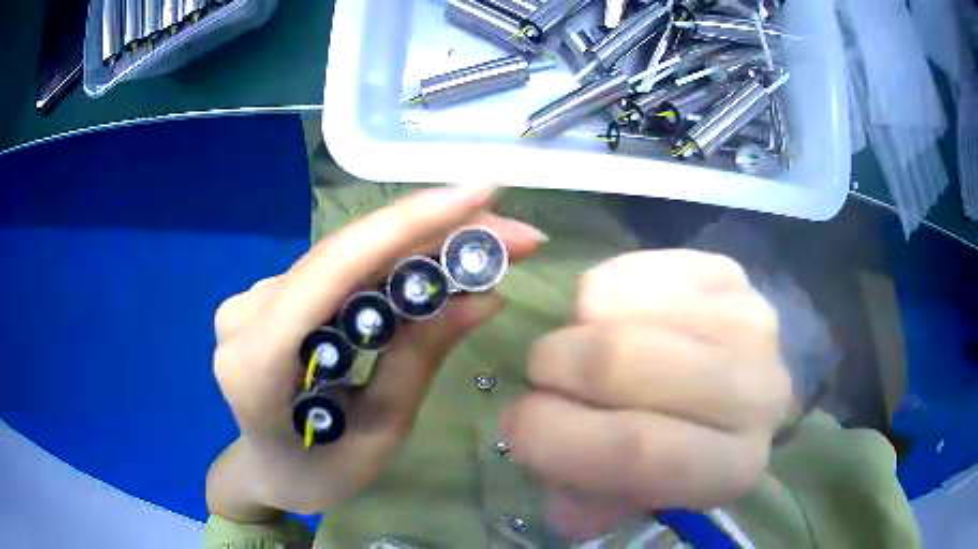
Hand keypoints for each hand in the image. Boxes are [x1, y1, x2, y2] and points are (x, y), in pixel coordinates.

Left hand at [207, 185, 545, 518]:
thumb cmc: (318, 474)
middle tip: (513, 235)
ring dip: (420, 246)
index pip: (334, 270)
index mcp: (257, 363)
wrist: (268, 471)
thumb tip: (484, 297)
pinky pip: (337, 271)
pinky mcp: (270, 297)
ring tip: (489, 250)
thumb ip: (418, 360)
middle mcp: (246, 314)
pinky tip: (436, 266)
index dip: (409, 223)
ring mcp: (253, 300)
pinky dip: (391, 263)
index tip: (483, 195)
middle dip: (434, 233)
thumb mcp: (377, 433)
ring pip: (346, 257)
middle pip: (347, 253)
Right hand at [505, 250, 793, 539]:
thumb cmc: (680, 446)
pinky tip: (620, 320)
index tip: (515, 426)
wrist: (735, 386)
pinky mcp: (727, 271)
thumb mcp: (631, 495)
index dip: (555, 437)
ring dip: (574, 330)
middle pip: (621, 362)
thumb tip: (540, 463)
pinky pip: (629, 270)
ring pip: (616, 307)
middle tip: (544, 378)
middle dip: (553, 368)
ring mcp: (746, 320)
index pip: (635, 450)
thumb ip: (585, 496)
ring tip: (586, 349)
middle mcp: (756, 391)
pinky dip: (599, 296)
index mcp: (732, 466)